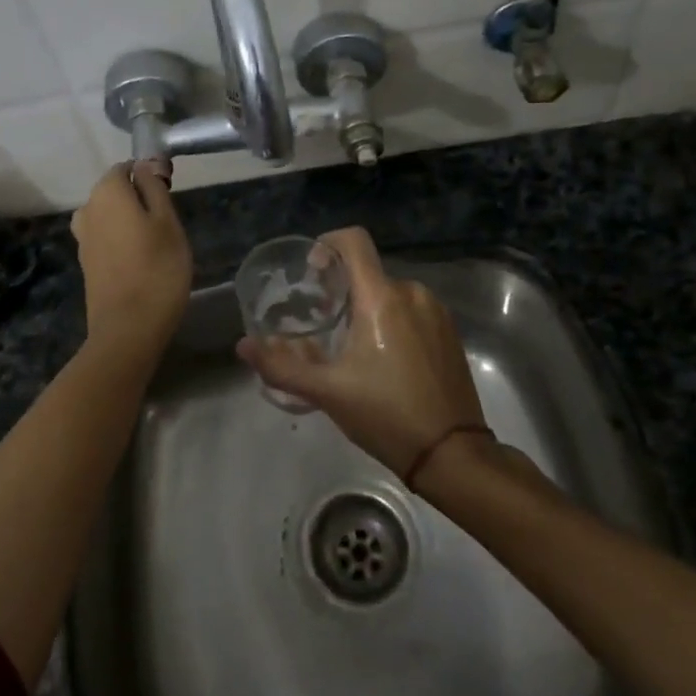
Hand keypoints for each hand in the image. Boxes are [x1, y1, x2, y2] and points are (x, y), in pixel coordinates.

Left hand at [70, 162, 190, 352]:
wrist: (128, 329)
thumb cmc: (157, 269)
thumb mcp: (167, 221)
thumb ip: (154, 187)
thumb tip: (144, 164)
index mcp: (107, 192)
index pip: (126, 168)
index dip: (149, 176)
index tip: (170, 197)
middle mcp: (88, 208)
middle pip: (116, 192)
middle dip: (139, 200)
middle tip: (168, 225)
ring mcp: (83, 238)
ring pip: (111, 216)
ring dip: (130, 222)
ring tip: (157, 244)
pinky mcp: (85, 263)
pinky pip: (106, 238)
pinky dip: (122, 242)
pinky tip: (141, 262)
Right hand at [237, 227, 484, 476]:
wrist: (452, 454)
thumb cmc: (385, 414)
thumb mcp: (327, 392)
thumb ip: (281, 366)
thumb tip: (242, 346)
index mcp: (381, 298)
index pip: (353, 241)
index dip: (327, 243)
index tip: (312, 272)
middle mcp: (411, 293)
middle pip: (367, 271)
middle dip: (341, 289)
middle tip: (322, 321)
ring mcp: (435, 311)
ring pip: (389, 292)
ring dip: (366, 306)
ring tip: (350, 344)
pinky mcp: (449, 332)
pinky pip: (411, 310)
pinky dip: (391, 320)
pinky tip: (382, 358)